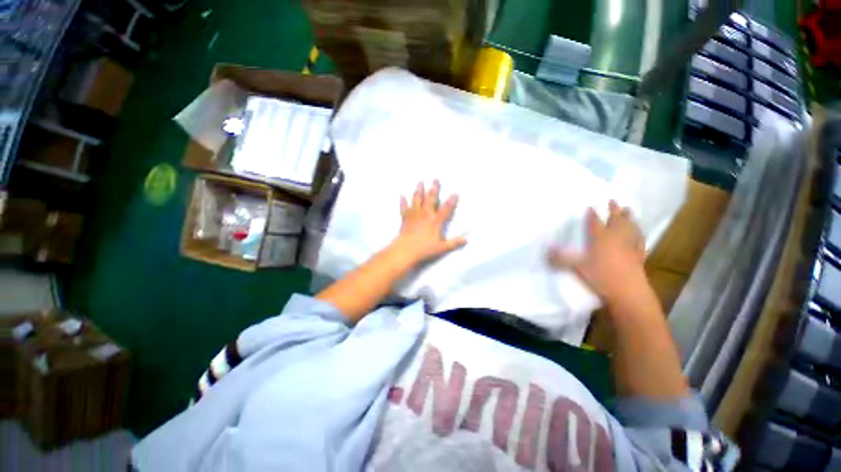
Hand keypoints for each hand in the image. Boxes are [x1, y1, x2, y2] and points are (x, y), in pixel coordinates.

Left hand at [391, 180, 466, 265]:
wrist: (406, 250)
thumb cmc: (424, 249)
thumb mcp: (442, 248)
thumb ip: (454, 243)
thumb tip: (466, 239)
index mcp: (435, 221)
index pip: (445, 209)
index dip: (451, 201)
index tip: (455, 193)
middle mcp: (425, 215)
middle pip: (430, 199)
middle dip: (434, 189)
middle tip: (435, 179)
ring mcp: (414, 215)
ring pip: (417, 200)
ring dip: (419, 191)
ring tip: (420, 182)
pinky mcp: (405, 219)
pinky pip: (404, 208)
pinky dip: (403, 202)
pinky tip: (402, 195)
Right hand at [548, 200, 647, 306]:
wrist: (628, 291)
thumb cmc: (601, 276)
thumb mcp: (577, 267)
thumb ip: (560, 259)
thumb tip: (545, 251)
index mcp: (600, 238)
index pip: (595, 223)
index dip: (592, 214)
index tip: (591, 206)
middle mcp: (616, 238)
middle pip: (616, 220)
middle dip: (614, 210)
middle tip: (614, 200)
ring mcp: (630, 246)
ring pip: (630, 227)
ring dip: (629, 218)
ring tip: (629, 210)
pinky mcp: (639, 255)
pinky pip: (640, 240)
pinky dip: (639, 234)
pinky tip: (639, 233)